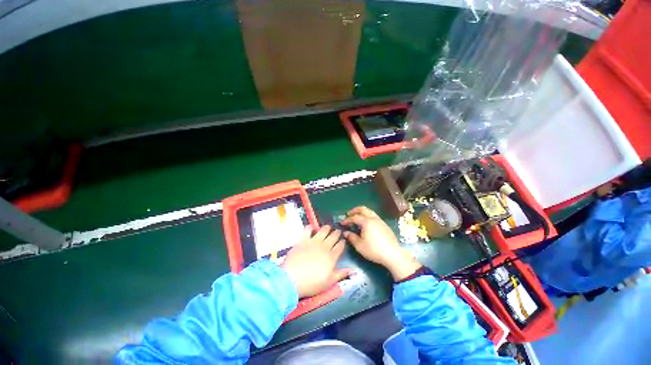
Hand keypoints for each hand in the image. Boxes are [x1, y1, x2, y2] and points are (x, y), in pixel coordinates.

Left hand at [281, 226, 351, 297]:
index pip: (340, 246)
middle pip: (333, 236)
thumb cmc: (312, 283)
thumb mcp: (329, 282)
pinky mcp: (303, 239)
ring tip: (328, 227)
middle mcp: (324, 246)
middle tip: (338, 231)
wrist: (292, 278)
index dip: (342, 242)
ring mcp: (314, 241)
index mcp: (332, 257)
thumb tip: (354, 271)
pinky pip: (308, 229)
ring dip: (327, 228)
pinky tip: (312, 227)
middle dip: (337, 233)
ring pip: (323, 230)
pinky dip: (310, 227)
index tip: (343, 240)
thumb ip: (341, 274)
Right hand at [342, 206, 421, 280]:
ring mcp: (380, 221)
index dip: (347, 220)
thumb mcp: (360, 245)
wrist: (393, 254)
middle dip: (355, 210)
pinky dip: (368, 216)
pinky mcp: (385, 225)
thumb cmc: (374, 250)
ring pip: (370, 211)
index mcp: (366, 222)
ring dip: (362, 212)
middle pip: (363, 209)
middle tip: (349, 214)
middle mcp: (373, 218)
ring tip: (357, 217)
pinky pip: (374, 216)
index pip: (354, 218)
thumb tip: (346, 232)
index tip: (342, 223)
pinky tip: (367, 224)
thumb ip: (351, 237)